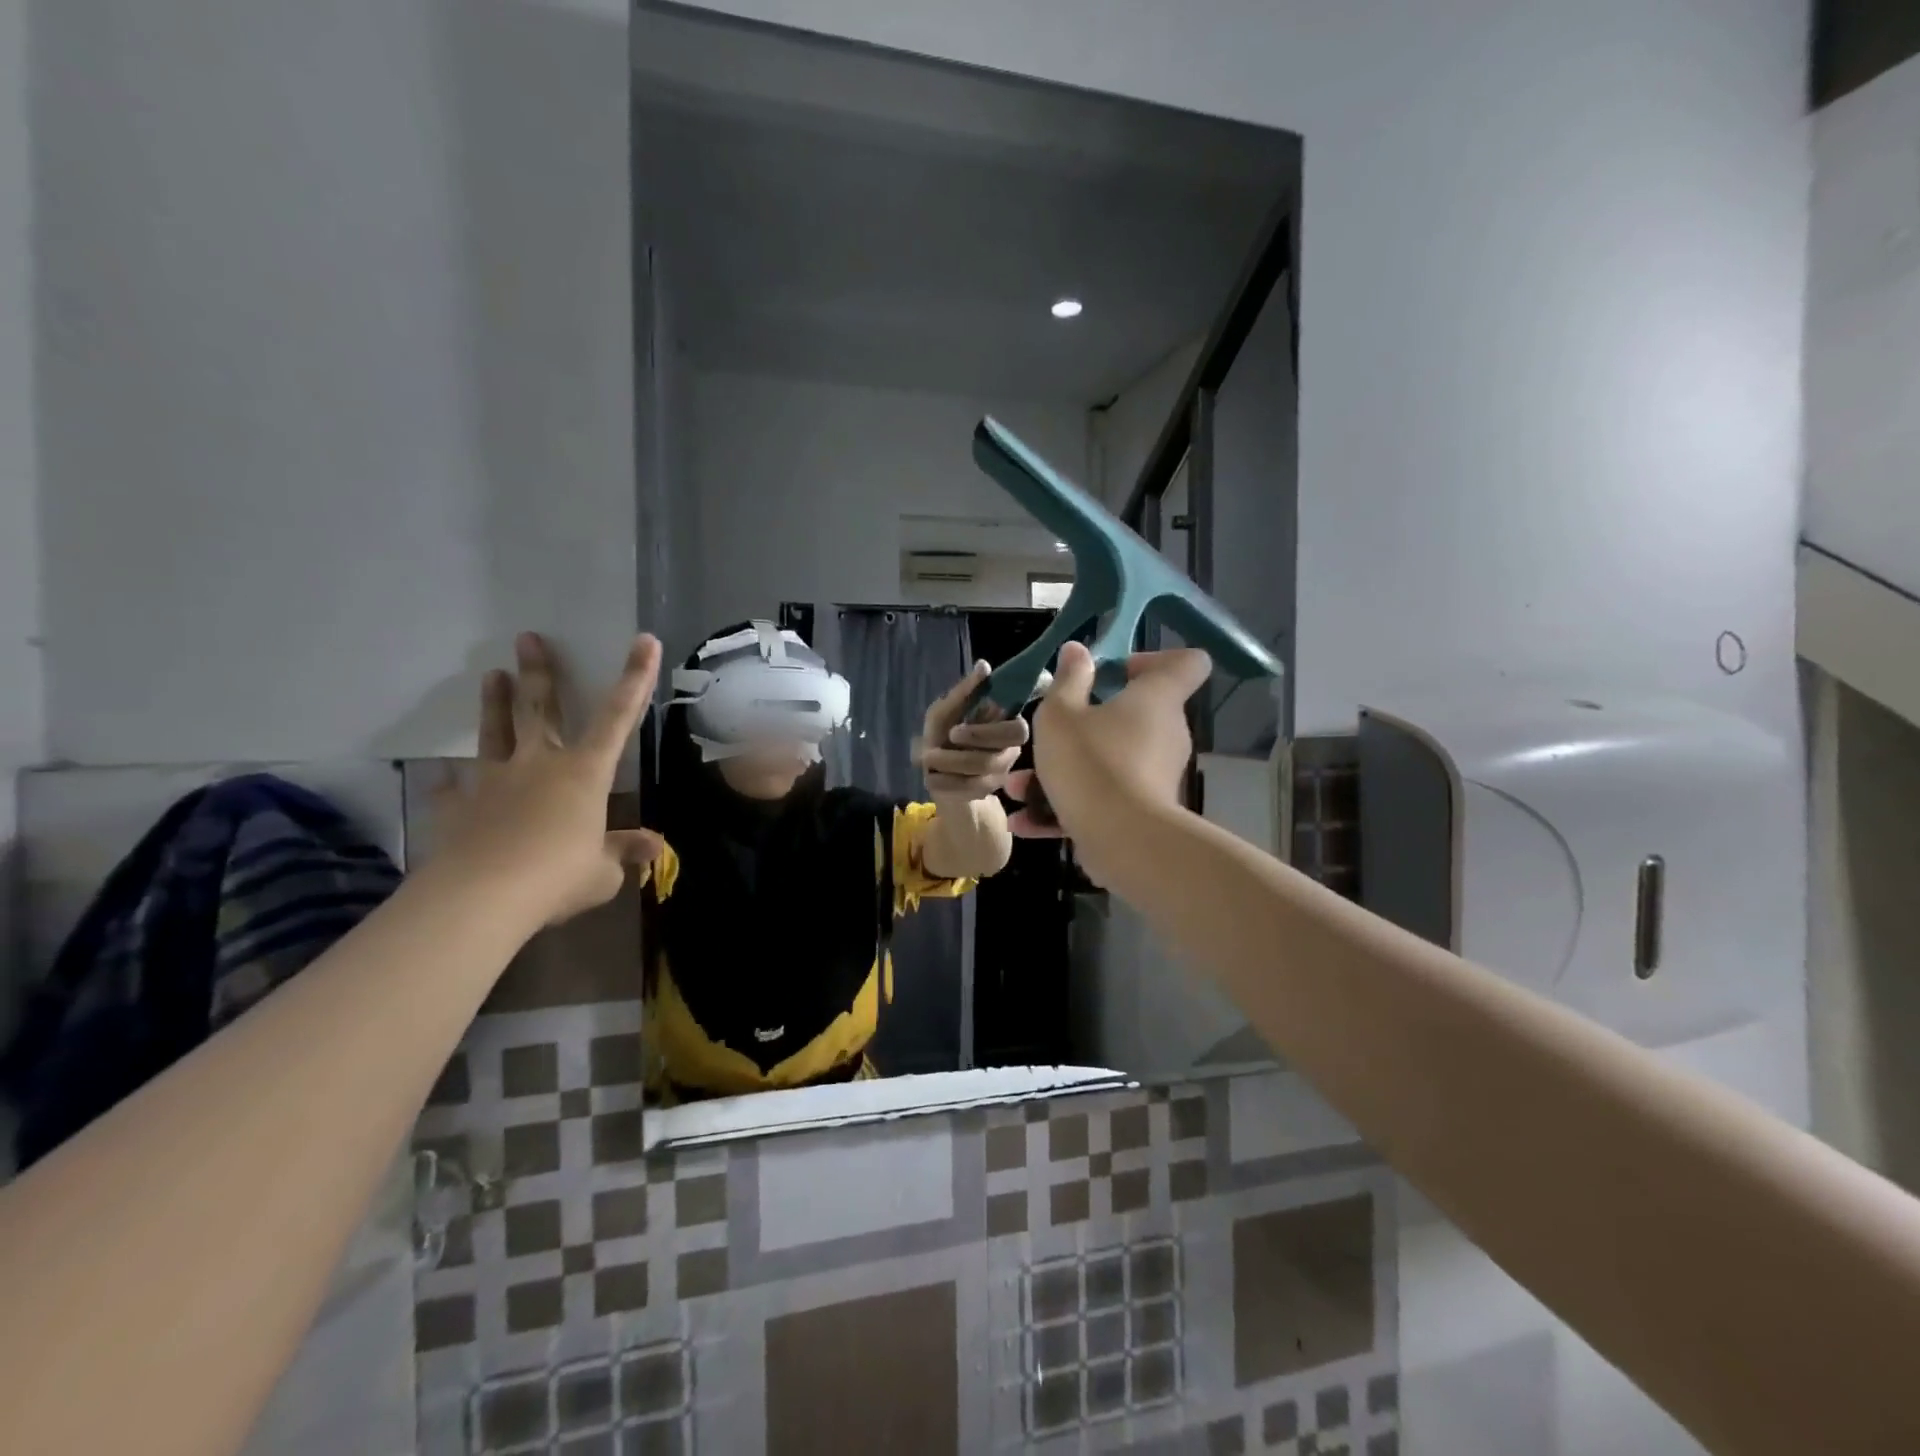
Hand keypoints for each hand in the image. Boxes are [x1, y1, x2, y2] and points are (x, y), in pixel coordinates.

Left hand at [431, 632, 663, 925]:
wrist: (482, 898)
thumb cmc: (558, 877)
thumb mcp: (603, 872)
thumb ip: (624, 852)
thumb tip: (655, 846)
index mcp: (585, 773)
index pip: (619, 717)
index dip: (635, 677)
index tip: (644, 641)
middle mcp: (540, 764)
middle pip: (541, 709)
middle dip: (540, 672)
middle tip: (528, 638)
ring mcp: (494, 781)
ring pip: (496, 733)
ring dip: (495, 703)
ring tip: (492, 674)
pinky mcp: (458, 805)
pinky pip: (453, 787)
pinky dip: (450, 781)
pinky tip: (443, 775)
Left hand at [914, 660, 1028, 801]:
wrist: (934, 771)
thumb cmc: (943, 734)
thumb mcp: (945, 711)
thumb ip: (965, 691)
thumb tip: (984, 665)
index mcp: (1006, 726)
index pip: (1018, 731)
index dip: (988, 732)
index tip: (955, 729)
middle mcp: (1009, 752)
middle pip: (999, 758)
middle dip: (964, 755)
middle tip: (933, 751)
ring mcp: (999, 775)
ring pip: (981, 776)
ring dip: (948, 767)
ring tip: (926, 760)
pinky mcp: (985, 793)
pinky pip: (969, 792)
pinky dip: (946, 783)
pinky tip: (930, 778)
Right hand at [1009, 642, 1211, 873]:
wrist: (1122, 841)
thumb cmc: (1091, 762)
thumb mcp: (1061, 714)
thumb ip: (1067, 680)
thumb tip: (1077, 650)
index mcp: (1156, 698)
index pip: (1186, 662)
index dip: (1152, 659)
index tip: (1112, 672)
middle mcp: (1165, 733)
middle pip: (1134, 716)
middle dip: (1085, 722)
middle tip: (1049, 731)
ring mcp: (1156, 776)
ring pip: (1107, 761)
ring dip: (1064, 770)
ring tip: (1018, 786)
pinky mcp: (1143, 813)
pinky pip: (1103, 798)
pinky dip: (1068, 806)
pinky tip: (1024, 822)